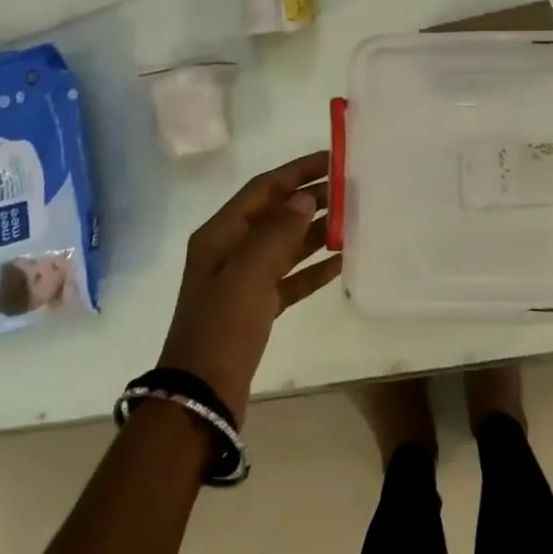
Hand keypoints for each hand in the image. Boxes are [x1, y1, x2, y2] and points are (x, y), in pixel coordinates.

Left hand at [156, 151, 341, 418]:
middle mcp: (230, 250)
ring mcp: (243, 280)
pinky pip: (290, 277)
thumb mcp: (249, 273)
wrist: (201, 395)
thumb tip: (306, 198)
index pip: (263, 188)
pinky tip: (340, 261)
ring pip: (285, 244)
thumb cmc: (222, 326)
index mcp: (220, 234)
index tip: (332, 159)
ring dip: (315, 230)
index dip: (296, 171)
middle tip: (350, 188)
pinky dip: (312, 268)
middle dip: (310, 198)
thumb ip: (279, 231)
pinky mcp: (257, 306)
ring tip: (351, 218)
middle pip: (275, 213)